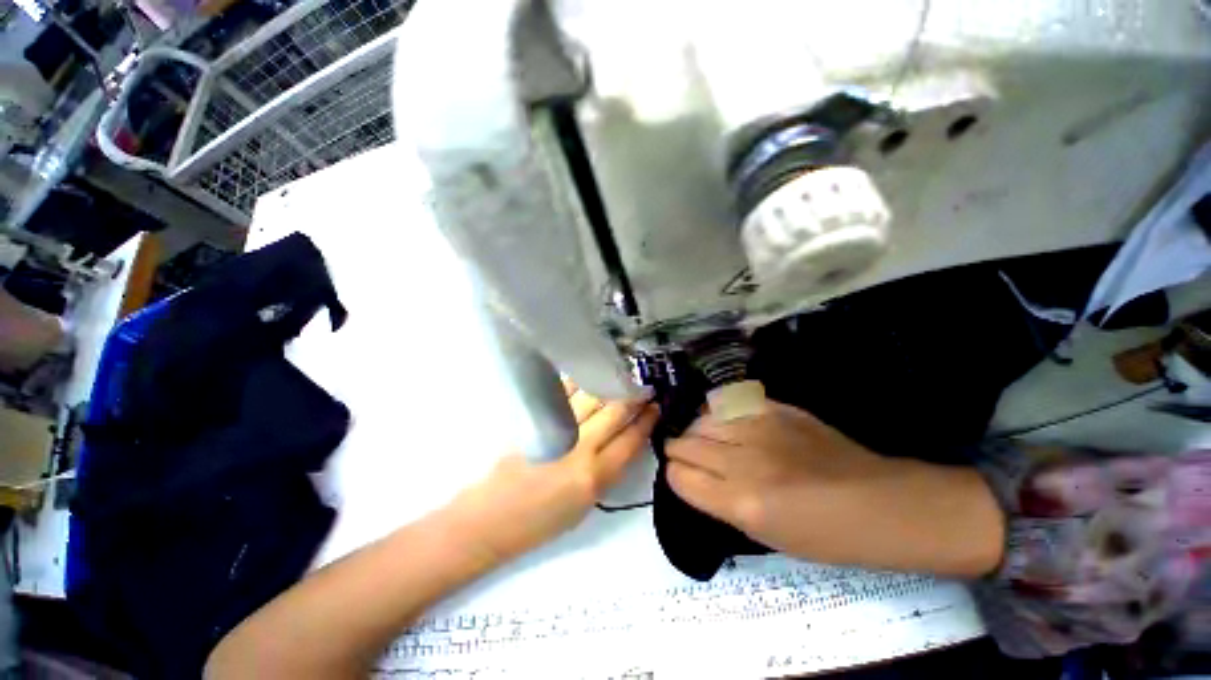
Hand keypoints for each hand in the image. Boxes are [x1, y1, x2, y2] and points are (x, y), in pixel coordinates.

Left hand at [446, 384, 657, 564]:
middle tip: (645, 385)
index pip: (631, 440)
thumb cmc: (540, 521)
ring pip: (592, 397)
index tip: (656, 405)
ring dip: (611, 384)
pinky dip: (579, 382)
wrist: (489, 519)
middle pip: (615, 412)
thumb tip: (624, 440)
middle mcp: (580, 448)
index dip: (647, 420)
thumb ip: (608, 470)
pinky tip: (589, 375)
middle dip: (634, 396)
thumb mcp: (585, 505)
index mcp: (595, 477)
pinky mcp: (537, 418)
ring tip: (622, 375)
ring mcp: (558, 429)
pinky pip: (564, 392)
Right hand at [665, 401, 1004, 576]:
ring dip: (696, 431)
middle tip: (687, 457)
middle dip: (678, 451)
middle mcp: (743, 461)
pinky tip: (724, 421)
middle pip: (684, 444)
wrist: (877, 502)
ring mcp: (759, 428)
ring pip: (701, 420)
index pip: (679, 477)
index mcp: (741, 502)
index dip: (674, 476)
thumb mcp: (763, 535)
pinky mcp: (775, 408)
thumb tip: (691, 477)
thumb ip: (719, 502)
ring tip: (705, 439)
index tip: (680, 476)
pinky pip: (728, 403)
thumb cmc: (824, 535)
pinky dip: (718, 413)